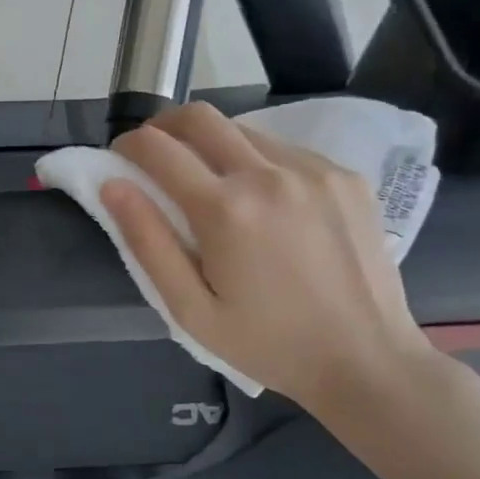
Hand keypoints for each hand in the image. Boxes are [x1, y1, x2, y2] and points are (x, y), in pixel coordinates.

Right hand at [104, 103, 443, 416]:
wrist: (367, 361)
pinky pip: (284, 148)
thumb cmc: (268, 344)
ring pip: (243, 129)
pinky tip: (265, 202)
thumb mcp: (190, 309)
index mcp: (225, 209)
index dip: (128, 144)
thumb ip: (147, 241)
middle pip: (199, 116)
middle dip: (164, 125)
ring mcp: (313, 169)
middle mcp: (268, 173)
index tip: (120, 158)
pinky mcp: (344, 175)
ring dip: (212, 144)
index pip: (157, 147)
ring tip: (212, 184)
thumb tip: (112, 185)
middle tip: (156, 155)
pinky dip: (257, 161)